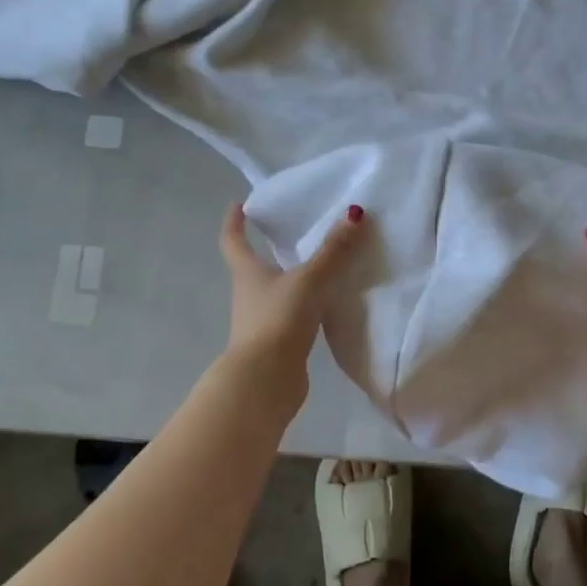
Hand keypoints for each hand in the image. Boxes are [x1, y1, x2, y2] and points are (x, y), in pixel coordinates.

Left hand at [217, 203, 366, 398]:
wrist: (266, 380)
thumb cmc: (278, 320)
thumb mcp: (308, 280)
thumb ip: (332, 250)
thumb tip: (354, 213)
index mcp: (247, 272)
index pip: (233, 240)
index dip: (234, 222)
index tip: (239, 205)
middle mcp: (248, 294)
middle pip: (253, 266)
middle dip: (269, 250)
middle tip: (292, 232)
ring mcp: (261, 321)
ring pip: (275, 292)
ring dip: (290, 280)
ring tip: (319, 265)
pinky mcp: (278, 343)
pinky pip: (292, 316)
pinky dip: (305, 306)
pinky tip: (327, 304)